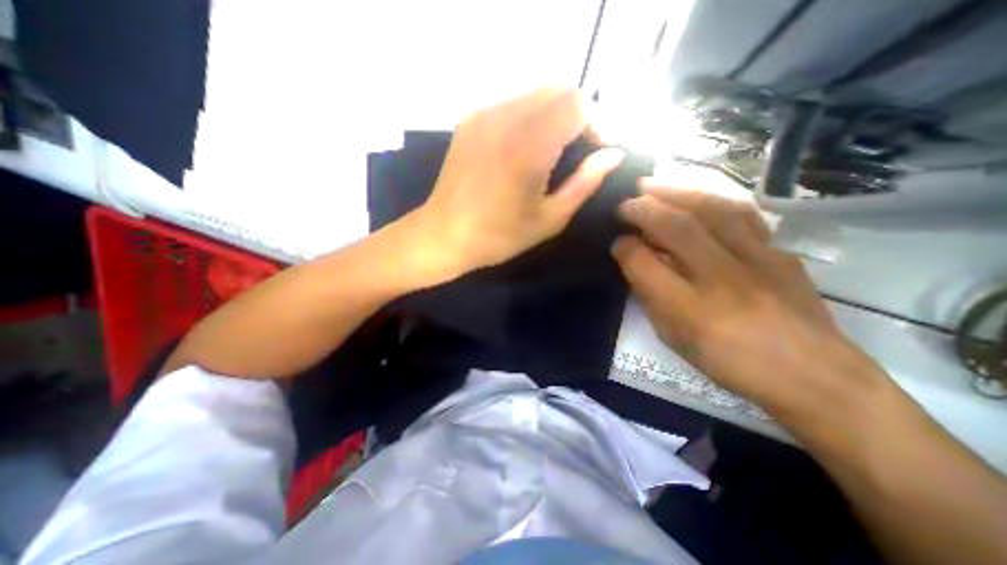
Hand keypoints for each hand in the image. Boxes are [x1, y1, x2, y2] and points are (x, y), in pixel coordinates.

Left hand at [408, 86, 622, 280]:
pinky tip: (522, 150)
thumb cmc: (498, 236)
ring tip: (551, 153)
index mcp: (528, 146)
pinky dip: (529, 119)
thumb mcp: (549, 219)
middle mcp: (505, 118)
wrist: (443, 235)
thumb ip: (584, 183)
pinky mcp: (469, 120)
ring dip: (553, 116)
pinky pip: (511, 105)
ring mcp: (483, 115)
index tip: (597, 151)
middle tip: (577, 152)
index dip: (596, 123)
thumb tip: (612, 155)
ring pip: (535, 95)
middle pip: (558, 90)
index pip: (578, 103)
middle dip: (578, 116)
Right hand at [613, 181, 886, 424]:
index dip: (624, 248)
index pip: (644, 264)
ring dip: (675, 193)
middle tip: (624, 203)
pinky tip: (694, 195)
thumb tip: (636, 263)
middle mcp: (722, 280)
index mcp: (689, 311)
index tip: (616, 241)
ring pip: (712, 211)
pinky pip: (742, 214)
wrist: (814, 376)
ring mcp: (757, 261)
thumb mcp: (675, 339)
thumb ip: (651, 299)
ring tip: (652, 185)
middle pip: (676, 228)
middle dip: (643, 209)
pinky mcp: (780, 252)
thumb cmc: (729, 363)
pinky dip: (711, 199)